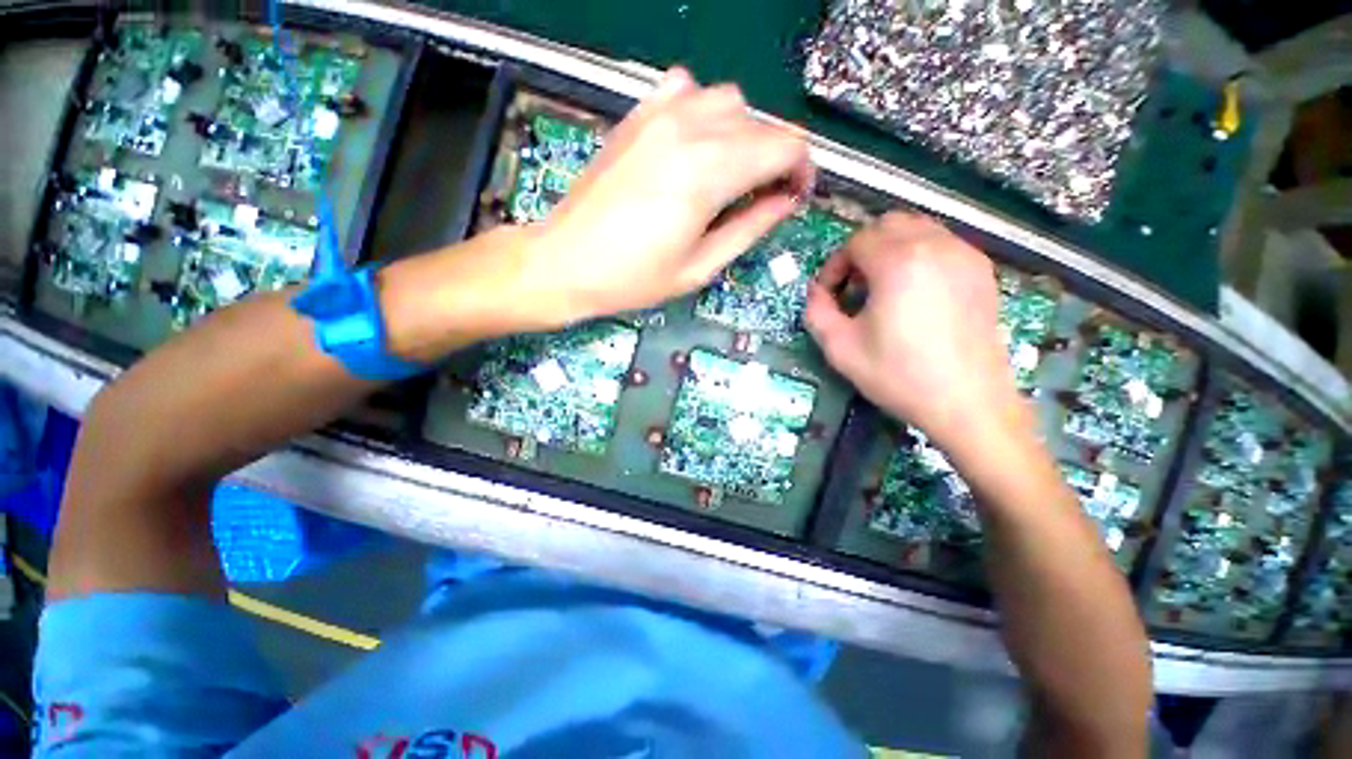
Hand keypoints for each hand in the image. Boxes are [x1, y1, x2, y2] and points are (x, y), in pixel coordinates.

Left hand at [520, 67, 814, 324]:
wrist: (565, 261)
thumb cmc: (633, 277)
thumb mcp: (700, 266)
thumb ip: (749, 228)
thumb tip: (785, 202)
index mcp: (709, 172)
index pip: (786, 145)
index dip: (802, 170)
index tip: (793, 197)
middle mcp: (690, 128)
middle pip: (761, 123)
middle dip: (775, 158)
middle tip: (763, 196)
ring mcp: (660, 114)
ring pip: (729, 101)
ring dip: (744, 135)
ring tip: (730, 174)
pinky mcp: (638, 115)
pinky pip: (689, 90)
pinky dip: (705, 113)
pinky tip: (695, 145)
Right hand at [804, 212, 1031, 457]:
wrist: (967, 402)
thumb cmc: (898, 375)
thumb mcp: (839, 348)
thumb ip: (816, 311)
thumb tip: (816, 291)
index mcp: (898, 262)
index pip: (855, 241)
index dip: (835, 266)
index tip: (830, 295)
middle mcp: (935, 246)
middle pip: (887, 224)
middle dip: (862, 250)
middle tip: (855, 287)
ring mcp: (965, 255)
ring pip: (918, 228)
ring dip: (891, 249)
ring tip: (883, 289)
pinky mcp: (981, 271)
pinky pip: (942, 244)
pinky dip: (919, 256)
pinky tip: (914, 293)